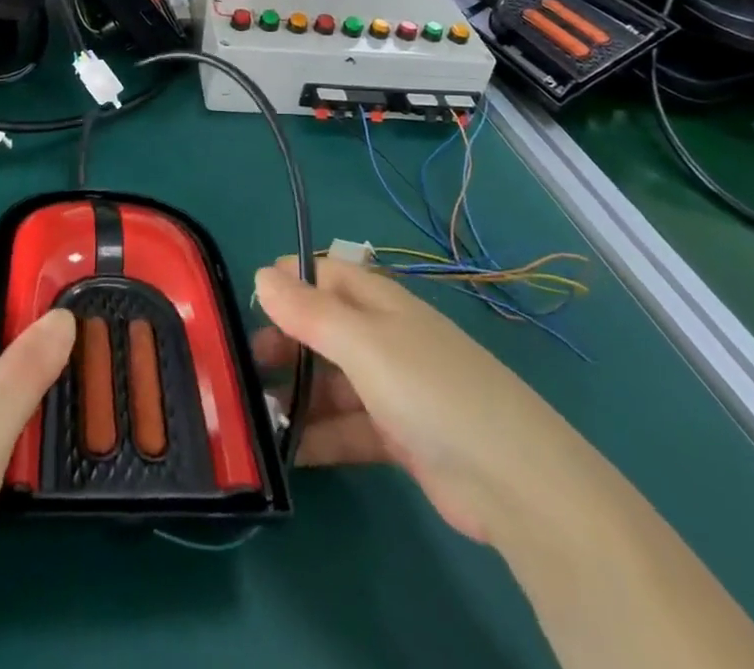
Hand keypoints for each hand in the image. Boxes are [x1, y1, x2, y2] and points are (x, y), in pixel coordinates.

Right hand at [255, 261, 753, 668]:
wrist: (513, 481)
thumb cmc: (431, 390)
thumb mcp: (363, 343)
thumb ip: (310, 310)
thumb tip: (262, 272)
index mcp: (381, 302)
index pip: (327, 274)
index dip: (288, 281)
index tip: (246, 301)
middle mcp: (386, 337)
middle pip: (324, 328)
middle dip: (284, 342)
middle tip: (240, 366)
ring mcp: (394, 388)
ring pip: (332, 381)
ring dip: (297, 394)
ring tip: (255, 414)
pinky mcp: (401, 437)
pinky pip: (348, 427)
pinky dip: (320, 436)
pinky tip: (289, 453)